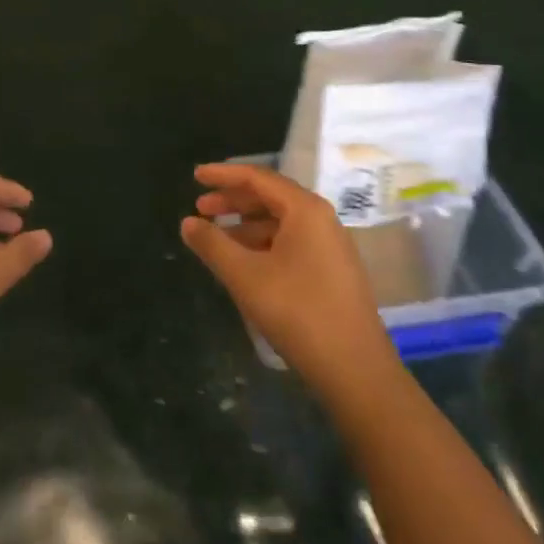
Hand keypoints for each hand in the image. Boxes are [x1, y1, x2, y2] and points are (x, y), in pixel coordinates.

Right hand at [180, 162, 395, 387]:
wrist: (355, 369)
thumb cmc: (297, 312)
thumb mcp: (245, 276)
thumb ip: (212, 244)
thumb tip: (187, 222)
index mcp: (305, 209)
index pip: (258, 178)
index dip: (223, 174)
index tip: (195, 176)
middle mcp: (321, 219)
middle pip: (270, 197)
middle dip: (233, 201)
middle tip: (200, 208)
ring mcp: (330, 246)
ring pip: (280, 223)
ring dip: (246, 225)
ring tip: (216, 238)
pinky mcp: (333, 271)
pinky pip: (291, 243)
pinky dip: (263, 244)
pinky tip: (245, 262)